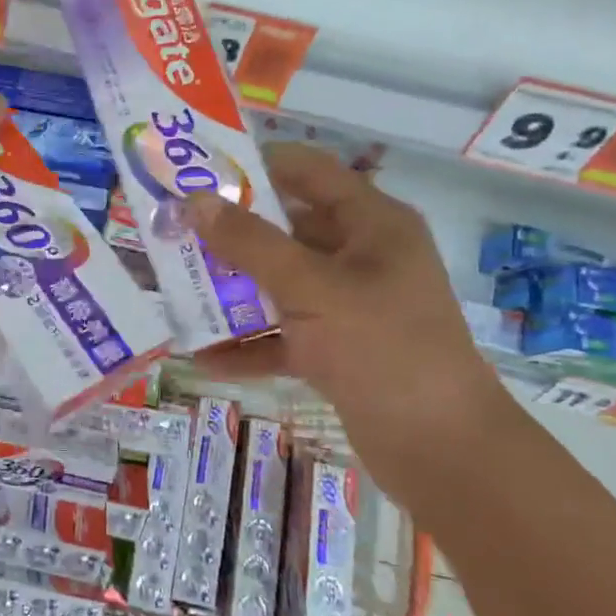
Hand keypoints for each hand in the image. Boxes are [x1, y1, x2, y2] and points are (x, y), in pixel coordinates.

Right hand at [185, 143, 511, 501]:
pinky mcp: (338, 350)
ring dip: (233, 291)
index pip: (309, 172)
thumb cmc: (381, 347)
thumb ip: (250, 244)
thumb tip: (195, 201)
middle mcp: (361, 257)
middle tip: (175, 234)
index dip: (256, 166)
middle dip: (231, 234)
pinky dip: (248, 344)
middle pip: (287, 230)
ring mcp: (349, 306)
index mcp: (372, 224)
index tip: (199, 172)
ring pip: (280, 285)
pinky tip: (202, 357)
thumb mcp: (310, 287)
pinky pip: (283, 336)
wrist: (440, 448)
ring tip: (177, 290)